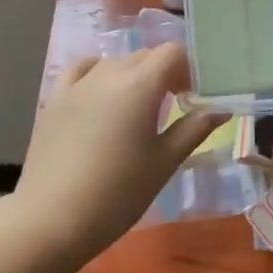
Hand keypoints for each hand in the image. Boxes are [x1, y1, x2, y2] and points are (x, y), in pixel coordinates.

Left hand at [13, 43, 224, 266]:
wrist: (52, 219)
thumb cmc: (117, 194)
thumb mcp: (164, 163)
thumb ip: (193, 129)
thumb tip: (221, 108)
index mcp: (140, 85)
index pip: (172, 53)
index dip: (188, 68)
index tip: (194, 96)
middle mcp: (109, 73)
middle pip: (145, 56)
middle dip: (164, 73)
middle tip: (173, 106)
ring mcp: (78, 83)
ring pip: (115, 62)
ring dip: (133, 75)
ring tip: (137, 109)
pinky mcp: (55, 98)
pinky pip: (82, 70)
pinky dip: (98, 73)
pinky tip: (101, 93)